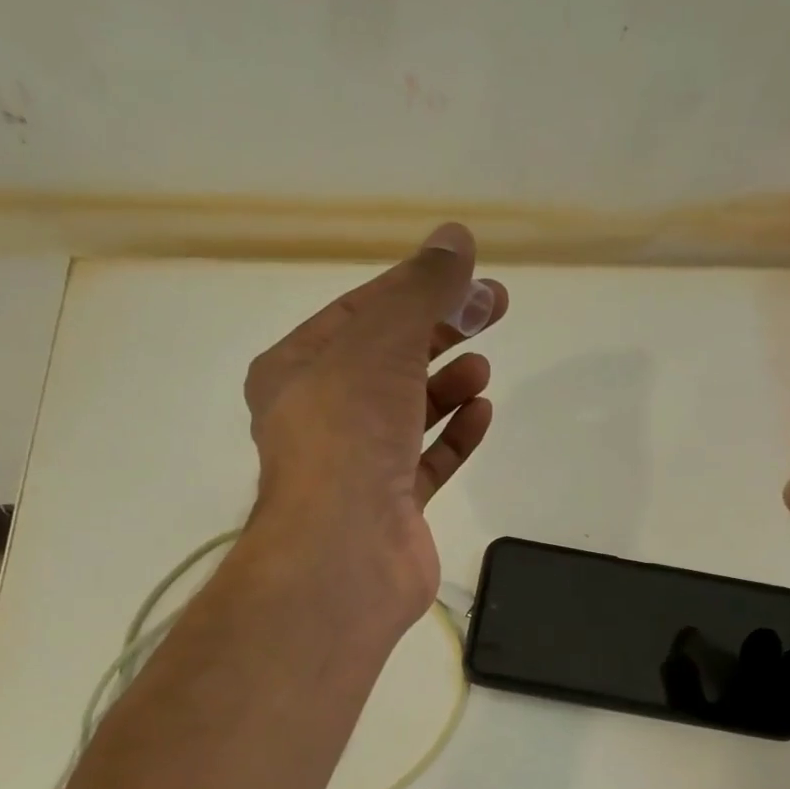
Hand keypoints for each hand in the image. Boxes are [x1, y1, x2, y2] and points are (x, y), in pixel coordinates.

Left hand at [244, 222, 506, 622]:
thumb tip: (457, 237)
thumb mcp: (383, 341)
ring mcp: (355, 467)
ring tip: (481, 368)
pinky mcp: (391, 508)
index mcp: (296, 371)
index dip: (417, 288)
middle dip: (439, 332)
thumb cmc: (350, 433)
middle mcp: (319, 418)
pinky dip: (453, 436)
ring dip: (445, 385)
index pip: (360, 313)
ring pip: (406, 414)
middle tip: (493, 310)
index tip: (469, 277)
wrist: (346, 551)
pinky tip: (480, 413)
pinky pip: (426, 462)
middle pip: (387, 361)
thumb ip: (422, 289)